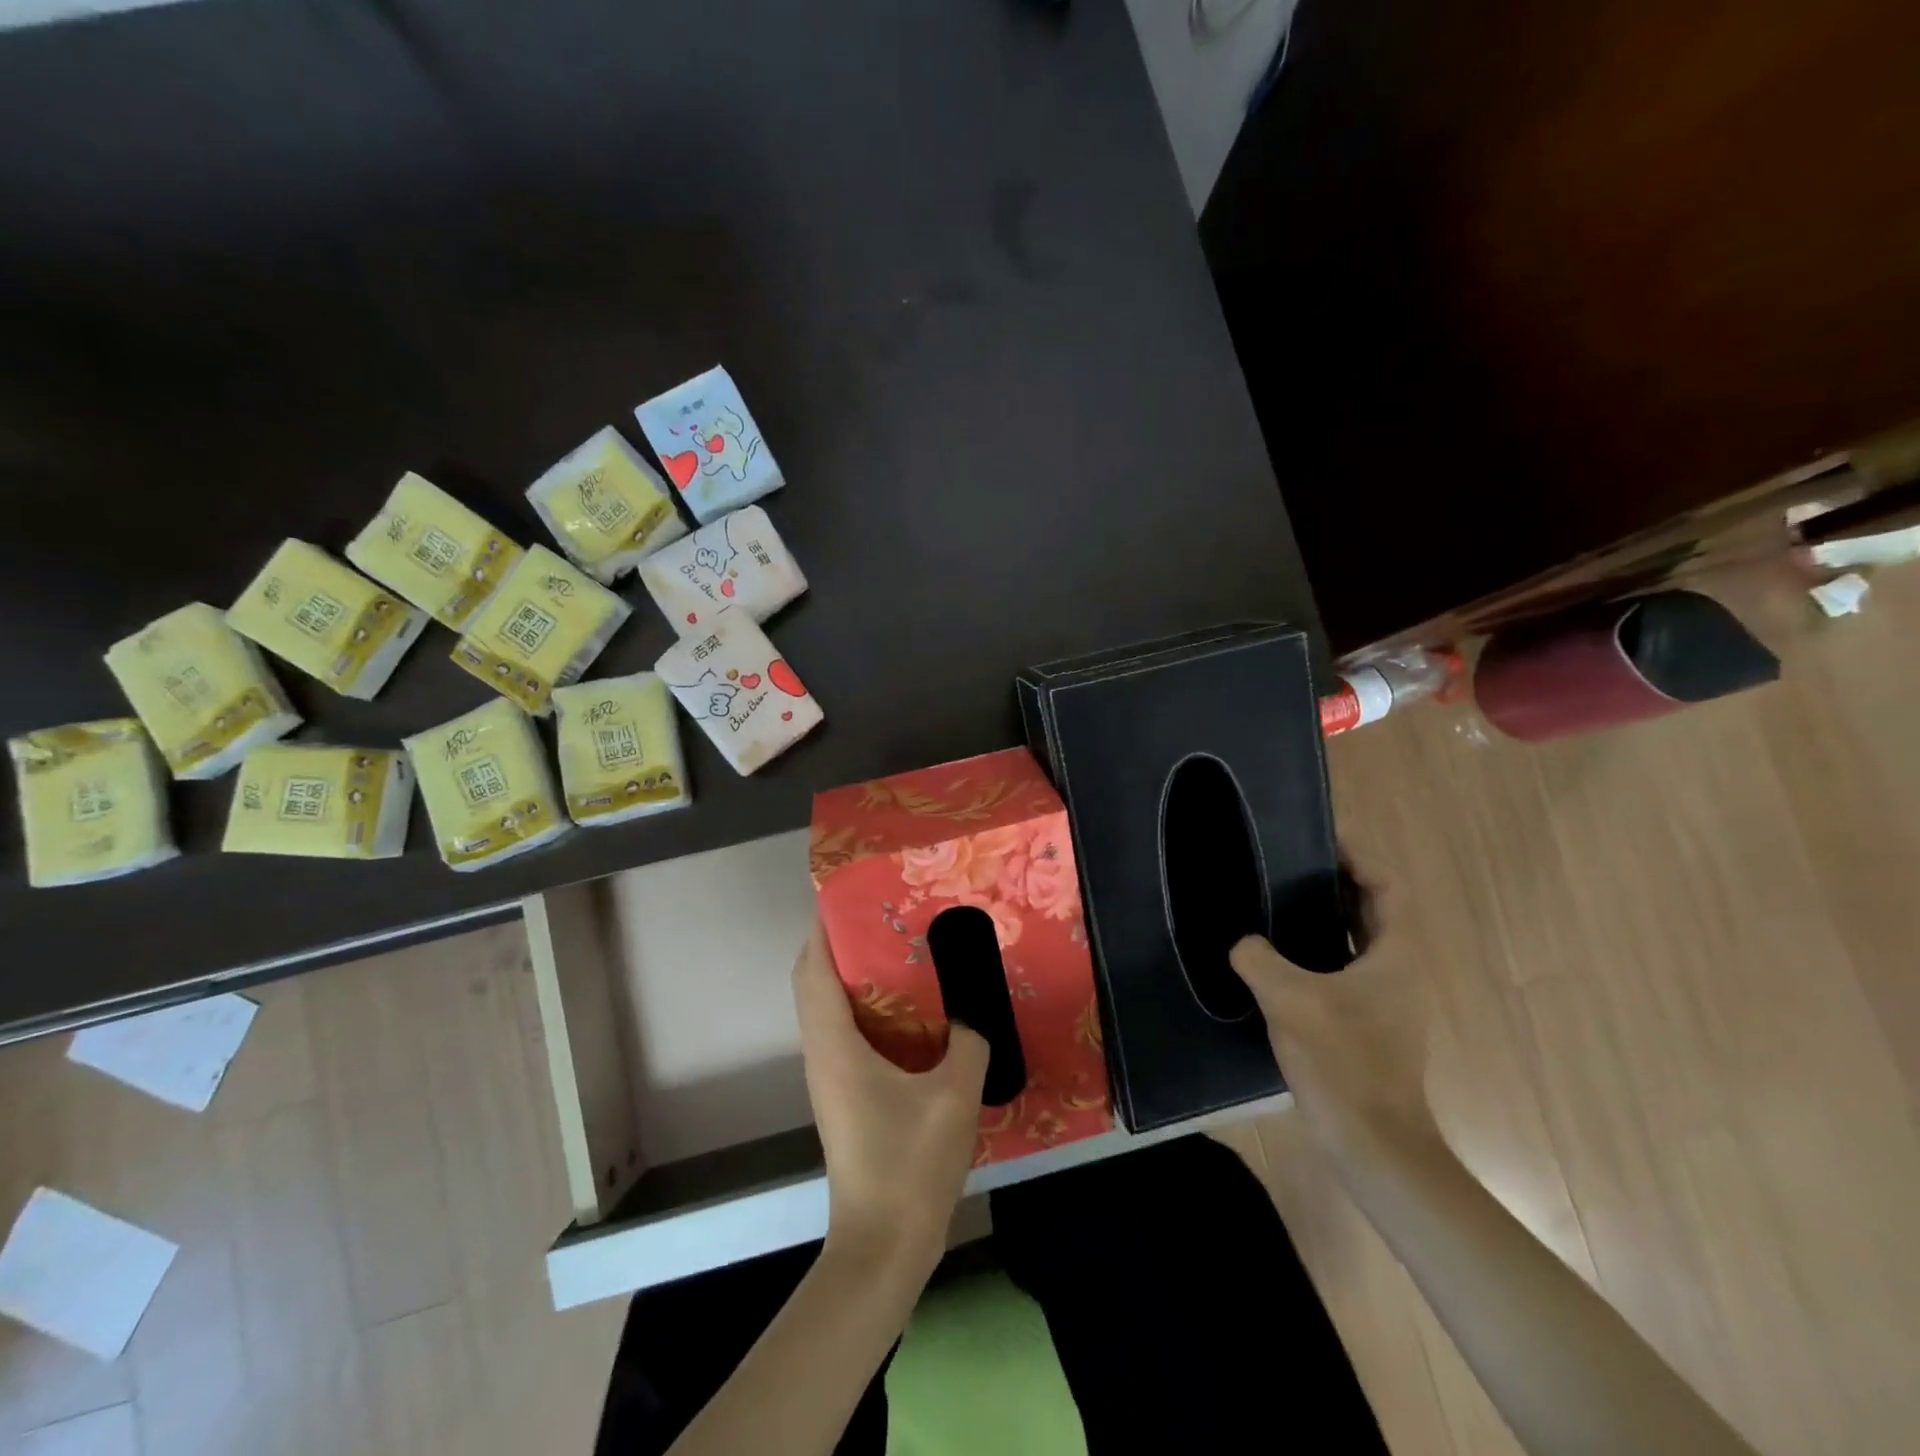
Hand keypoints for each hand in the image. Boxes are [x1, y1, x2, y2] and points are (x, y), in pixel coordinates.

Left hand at [792, 919, 989, 1273]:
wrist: (884, 1246)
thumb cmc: (911, 1164)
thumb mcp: (954, 1095)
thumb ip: (968, 1042)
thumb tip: (971, 1013)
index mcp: (836, 1045)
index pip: (814, 970)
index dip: (823, 928)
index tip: (848, 895)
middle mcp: (822, 1054)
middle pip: (814, 983)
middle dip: (837, 944)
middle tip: (881, 917)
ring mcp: (830, 1077)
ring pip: (826, 1008)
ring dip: (850, 974)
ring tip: (895, 950)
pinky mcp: (844, 1096)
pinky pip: (844, 1032)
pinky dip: (863, 1006)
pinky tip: (907, 1010)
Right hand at [1229, 880, 1438, 1161]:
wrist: (1373, 1145)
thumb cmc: (1342, 1062)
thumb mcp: (1289, 999)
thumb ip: (1258, 958)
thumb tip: (1243, 943)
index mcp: (1395, 956)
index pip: (1387, 888)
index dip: (1360, 857)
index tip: (1321, 837)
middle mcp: (1397, 972)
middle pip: (1371, 910)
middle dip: (1334, 882)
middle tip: (1287, 863)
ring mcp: (1383, 1002)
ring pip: (1354, 942)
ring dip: (1323, 918)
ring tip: (1274, 901)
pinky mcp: (1365, 1026)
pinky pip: (1340, 970)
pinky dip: (1314, 952)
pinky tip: (1274, 959)